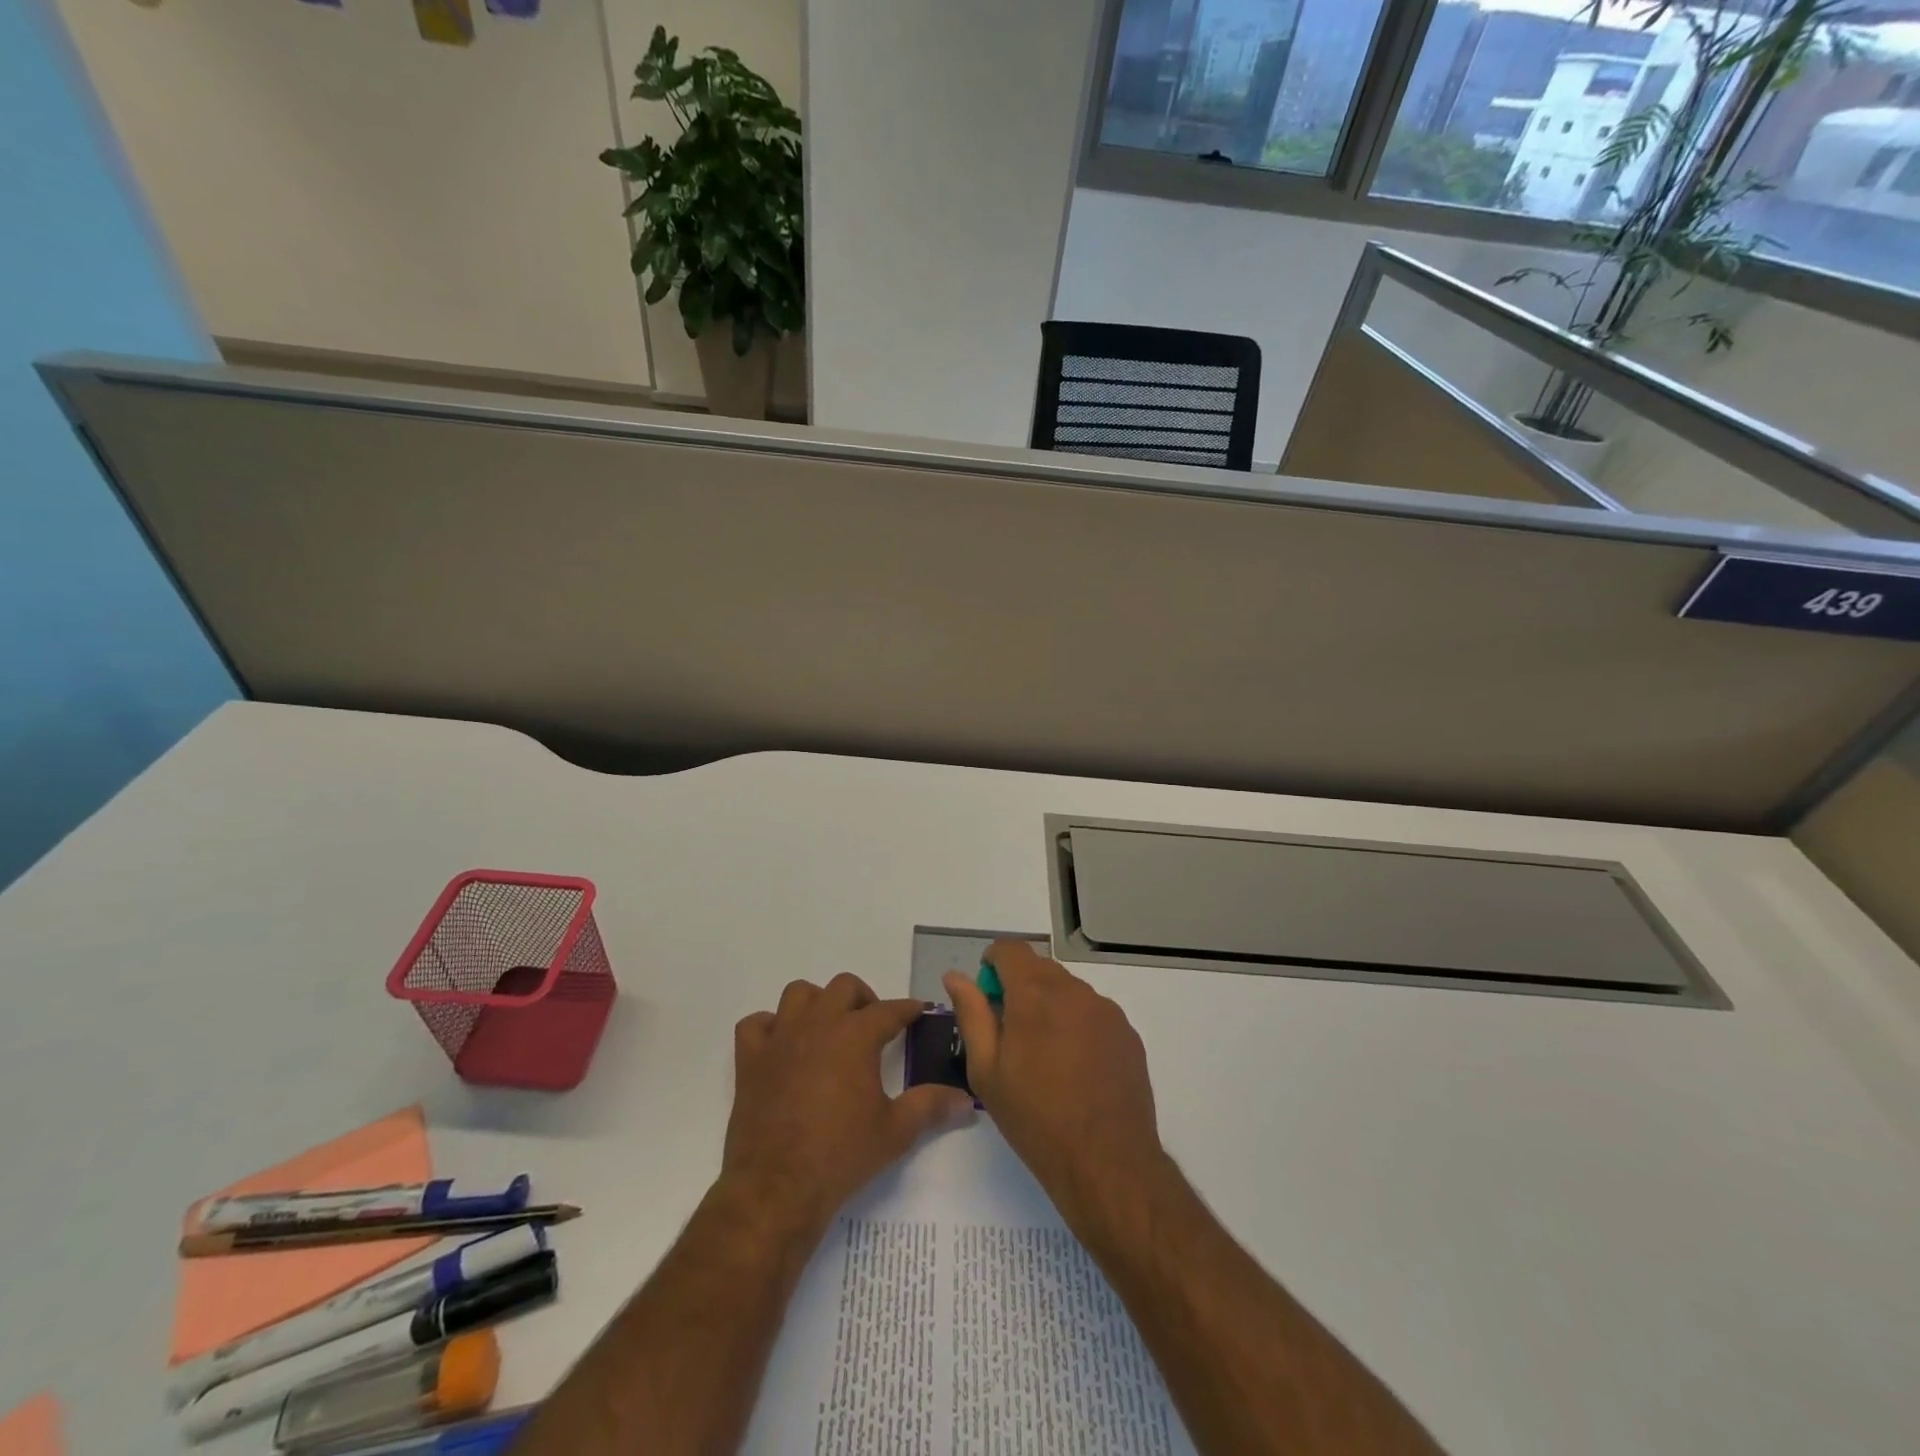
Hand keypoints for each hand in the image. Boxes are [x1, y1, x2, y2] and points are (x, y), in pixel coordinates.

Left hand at [724, 973, 974, 1236]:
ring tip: (828, 1028)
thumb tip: (967, 1101)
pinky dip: (769, 1028)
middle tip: (872, 1026)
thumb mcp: (896, 1132)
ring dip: (816, 1003)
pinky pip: (755, 1024)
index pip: (890, 1010)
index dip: (908, 1009)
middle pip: (844, 987)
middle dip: (863, 999)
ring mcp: (780, 1039)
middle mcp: (818, 1024)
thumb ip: (931, 1107)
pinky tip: (782, 1047)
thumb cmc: (842, 1155)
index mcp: (856, 1035)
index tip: (918, 1012)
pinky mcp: (750, 1060)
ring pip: (798, 994)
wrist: (777, 1188)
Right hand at [945, 942, 1163, 1228]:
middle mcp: (1074, 990)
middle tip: (1010, 1033)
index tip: (987, 994)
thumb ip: (971, 1014)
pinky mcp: (1127, 1033)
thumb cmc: (1035, 1117)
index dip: (993, 963)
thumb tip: (955, 977)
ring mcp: (1106, 1010)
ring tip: (1045, 1057)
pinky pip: (1094, 1013)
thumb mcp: (986, 1070)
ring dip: (1050, 1006)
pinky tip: (1075, 1068)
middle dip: (1020, 987)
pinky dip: (1078, 1025)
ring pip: (1069, 991)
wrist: (1106, 1161)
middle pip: (1040, 968)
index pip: (1010, 949)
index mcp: (1035, 993)